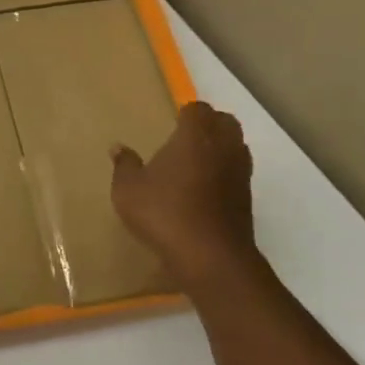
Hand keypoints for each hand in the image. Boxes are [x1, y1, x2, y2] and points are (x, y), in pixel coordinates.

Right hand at [111, 102, 262, 292]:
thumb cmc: (164, 213)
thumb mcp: (128, 190)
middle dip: (207, 125)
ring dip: (218, 148)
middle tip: (183, 139)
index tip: (170, 124)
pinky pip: (236, 172)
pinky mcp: (246, 196)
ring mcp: (239, 172)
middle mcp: (223, 146)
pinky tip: (202, 190)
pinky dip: (223, 173)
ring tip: (193, 163)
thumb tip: (118, 147)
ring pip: (234, 145)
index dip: (185, 113)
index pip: (197, 109)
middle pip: (224, 121)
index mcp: (194, 136)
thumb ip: (124, 165)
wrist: (209, 255)